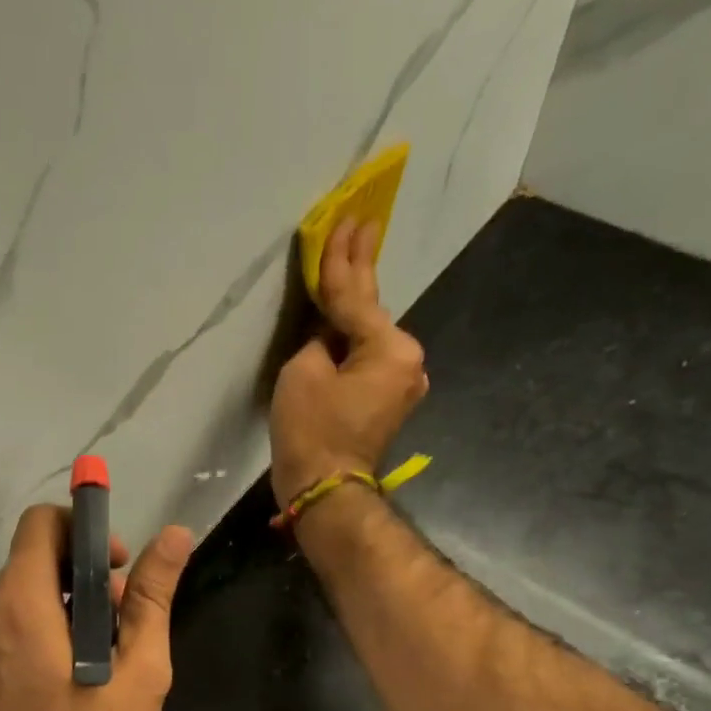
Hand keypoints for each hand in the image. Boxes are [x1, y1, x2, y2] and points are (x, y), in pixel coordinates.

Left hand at [0, 505, 192, 710]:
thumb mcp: (139, 672)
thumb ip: (152, 596)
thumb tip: (174, 534)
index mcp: (20, 605)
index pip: (40, 525)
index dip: (81, 531)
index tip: (115, 570)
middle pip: (29, 565)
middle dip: (76, 578)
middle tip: (117, 623)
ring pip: (13, 602)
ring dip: (54, 611)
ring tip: (92, 660)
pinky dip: (28, 639)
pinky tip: (56, 685)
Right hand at [270, 217, 429, 507]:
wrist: (324, 490)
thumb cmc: (312, 431)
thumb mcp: (303, 373)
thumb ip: (318, 341)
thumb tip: (329, 339)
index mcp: (390, 348)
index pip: (356, 296)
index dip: (342, 260)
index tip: (347, 220)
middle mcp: (407, 361)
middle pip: (371, 312)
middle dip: (360, 271)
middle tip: (361, 226)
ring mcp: (401, 384)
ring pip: (370, 338)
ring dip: (355, 310)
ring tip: (348, 268)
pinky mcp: (387, 404)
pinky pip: (368, 361)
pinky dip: (353, 343)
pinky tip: (344, 325)